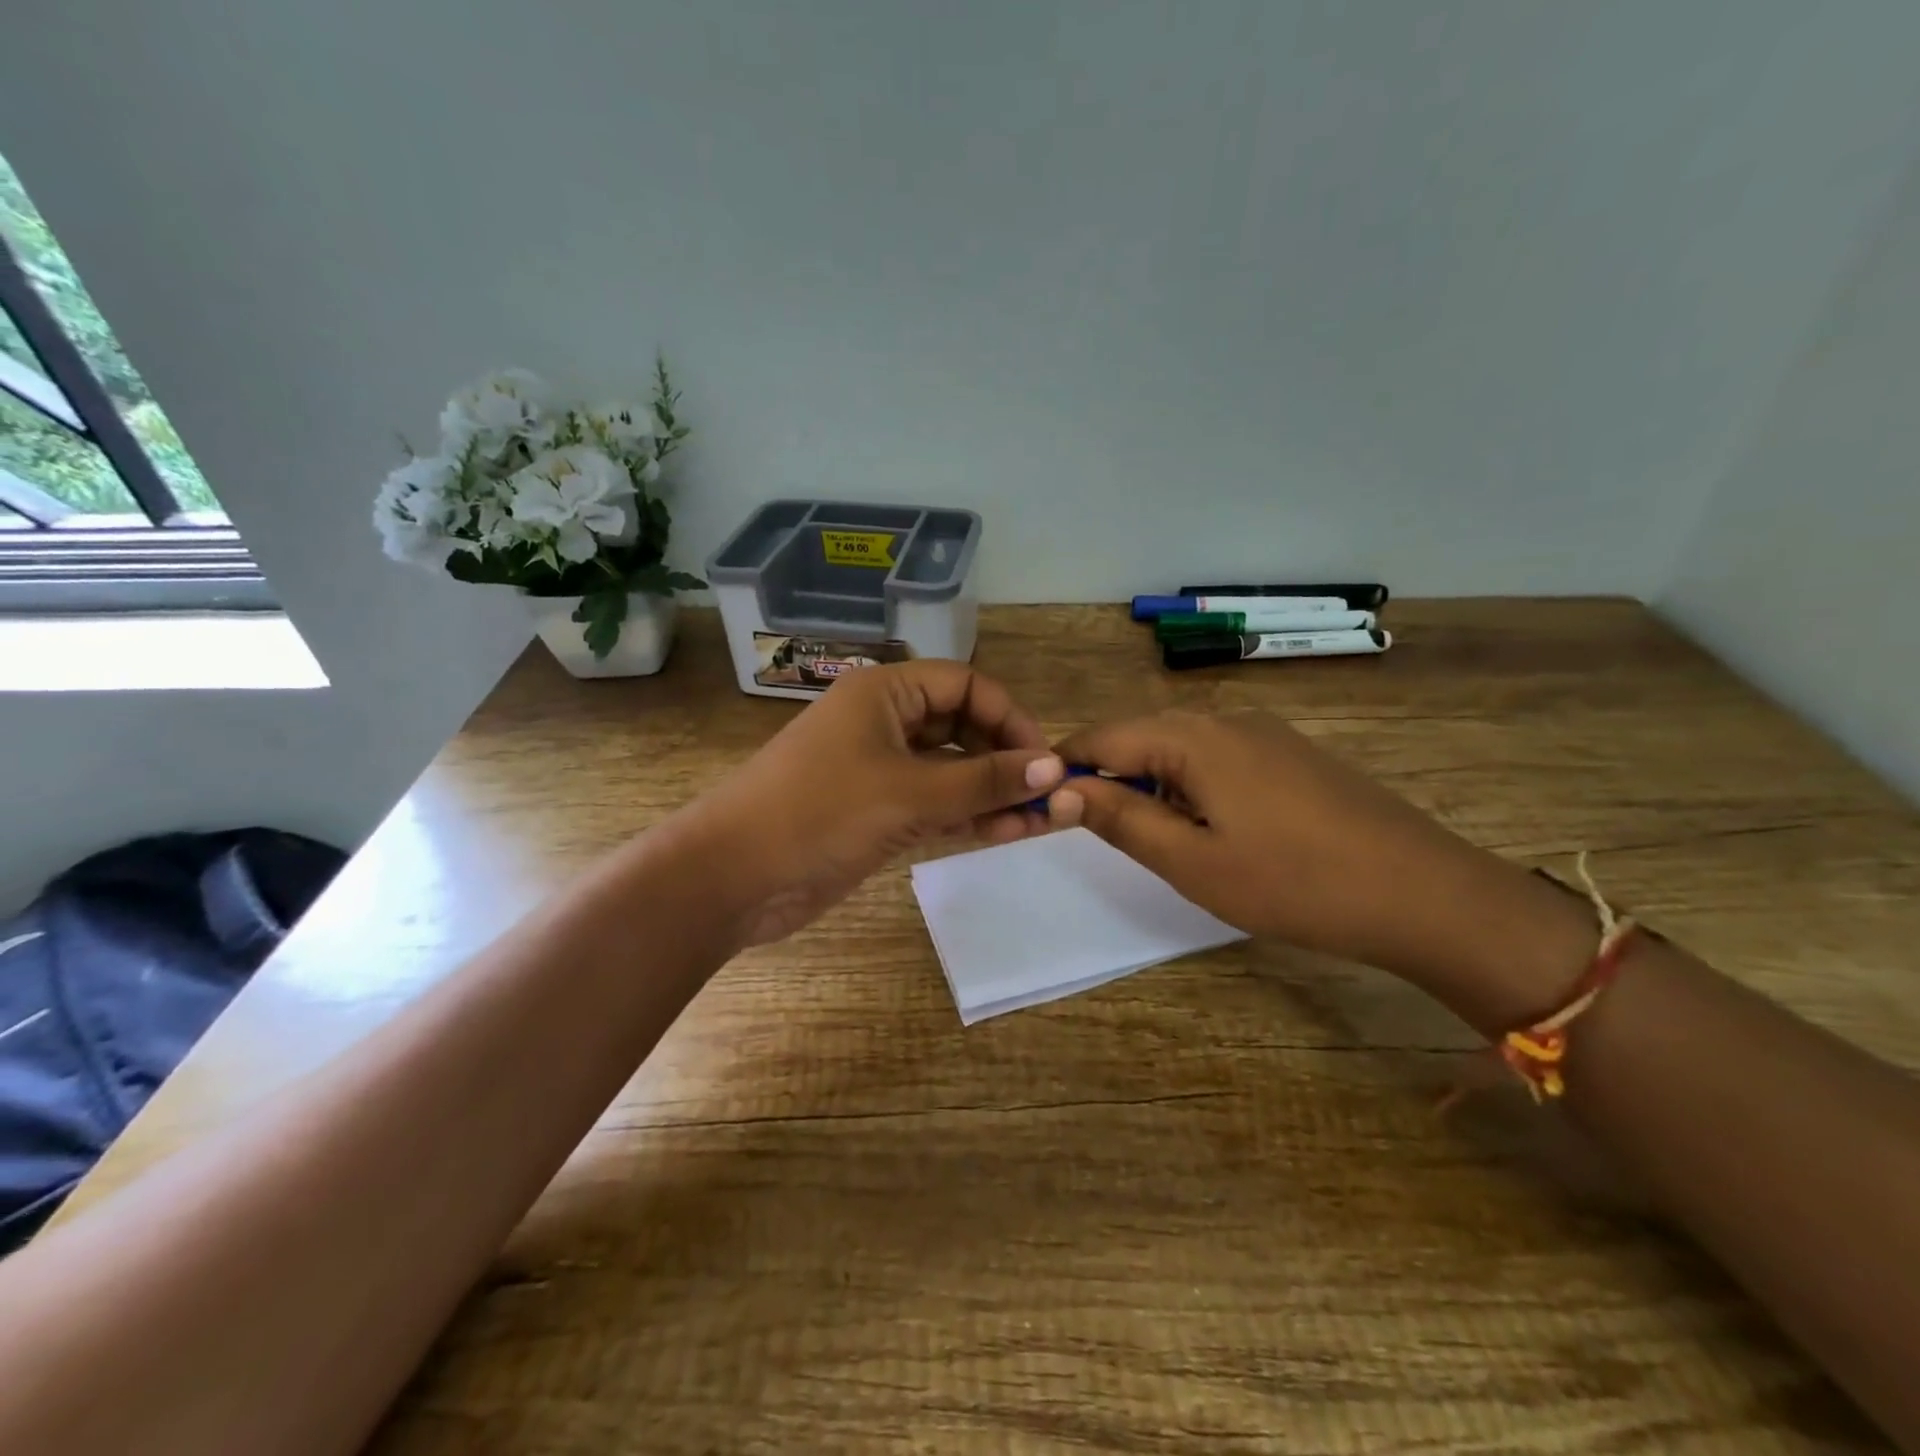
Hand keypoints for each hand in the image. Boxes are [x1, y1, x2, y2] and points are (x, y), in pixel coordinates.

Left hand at [690, 660, 1063, 945]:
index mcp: (885, 693)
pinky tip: (1005, 834)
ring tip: (1036, 823)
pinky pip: (934, 804)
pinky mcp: (876, 812)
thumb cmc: (818, 813)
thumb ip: (984, 781)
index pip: (965, 685)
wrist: (731, 878)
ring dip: (992, 792)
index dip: (1009, 717)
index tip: (1042, 761)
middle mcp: (884, 723)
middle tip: (1045, 797)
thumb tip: (1054, 769)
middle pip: (962, 726)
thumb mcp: (908, 792)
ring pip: (951, 770)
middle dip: (1005, 758)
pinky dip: (967, 816)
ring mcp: (879, 770)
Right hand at [1048, 711, 1549, 986]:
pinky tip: (1211, 829)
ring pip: (1180, 749)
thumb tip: (1060, 790)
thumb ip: (1120, 819)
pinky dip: (1192, 786)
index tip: (1042, 806)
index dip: (1065, 770)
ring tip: (1153, 837)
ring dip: (1151, 785)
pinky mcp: (1292, 754)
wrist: (1425, 893)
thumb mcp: (1192, 861)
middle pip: (1140, 738)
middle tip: (1093, 831)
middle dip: (1108, 778)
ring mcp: (1265, 733)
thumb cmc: (1294, 883)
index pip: (1102, 739)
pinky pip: (1219, 759)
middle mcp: (1224, 719)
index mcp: (1192, 737)